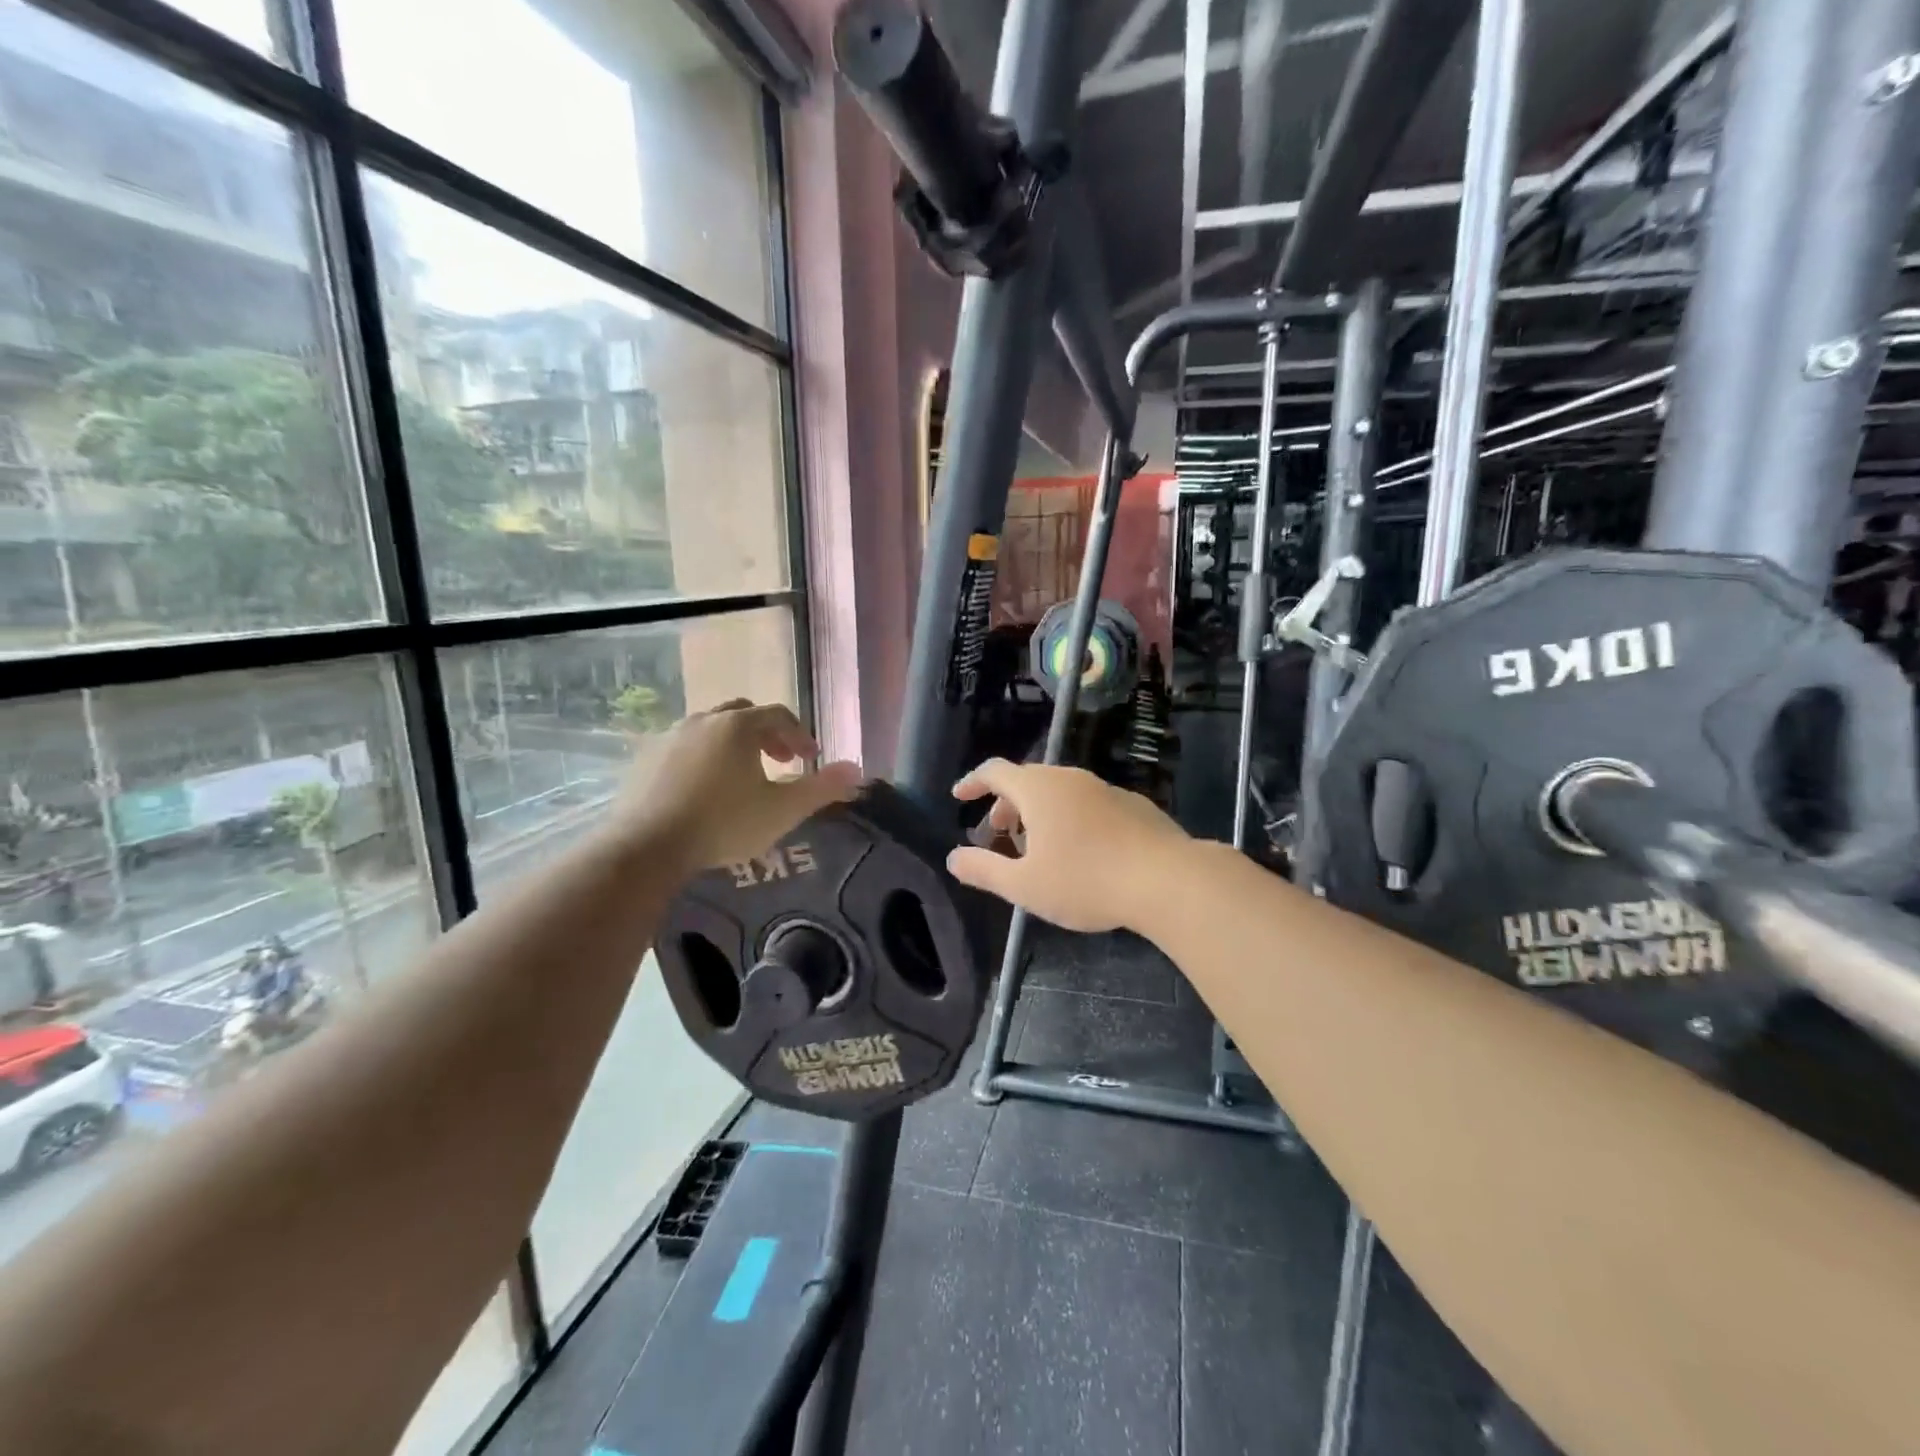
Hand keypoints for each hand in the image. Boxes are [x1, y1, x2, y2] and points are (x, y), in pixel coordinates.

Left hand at [611, 701, 861, 873]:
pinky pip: (684, 746)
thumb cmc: (724, 823)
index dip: (800, 735)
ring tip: (742, 775)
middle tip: (779, 761)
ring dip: (733, 744)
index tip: (810, 759)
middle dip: (767, 734)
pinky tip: (704, 788)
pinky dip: (703, 757)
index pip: (779, 716)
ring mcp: (670, 736)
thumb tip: (857, 770)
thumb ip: (822, 788)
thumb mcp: (782, 810)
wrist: (647, 846)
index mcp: (739, 726)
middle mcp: (704, 720)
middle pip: (744, 715)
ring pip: (711, 728)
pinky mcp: (646, 758)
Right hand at [946, 760, 1189, 932]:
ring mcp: (1105, 788)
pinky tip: (1081, 851)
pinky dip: (1070, 817)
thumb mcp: (1025, 886)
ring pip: (1060, 792)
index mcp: (1038, 790)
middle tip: (997, 834)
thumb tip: (953, 858)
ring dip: (1038, 813)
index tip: (959, 797)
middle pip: (1027, 781)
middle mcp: (1070, 779)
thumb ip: (984, 870)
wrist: (1168, 880)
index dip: (973, 783)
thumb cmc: (1086, 881)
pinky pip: (1087, 803)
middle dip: (1005, 805)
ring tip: (1037, 847)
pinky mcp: (1132, 804)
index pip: (995, 771)